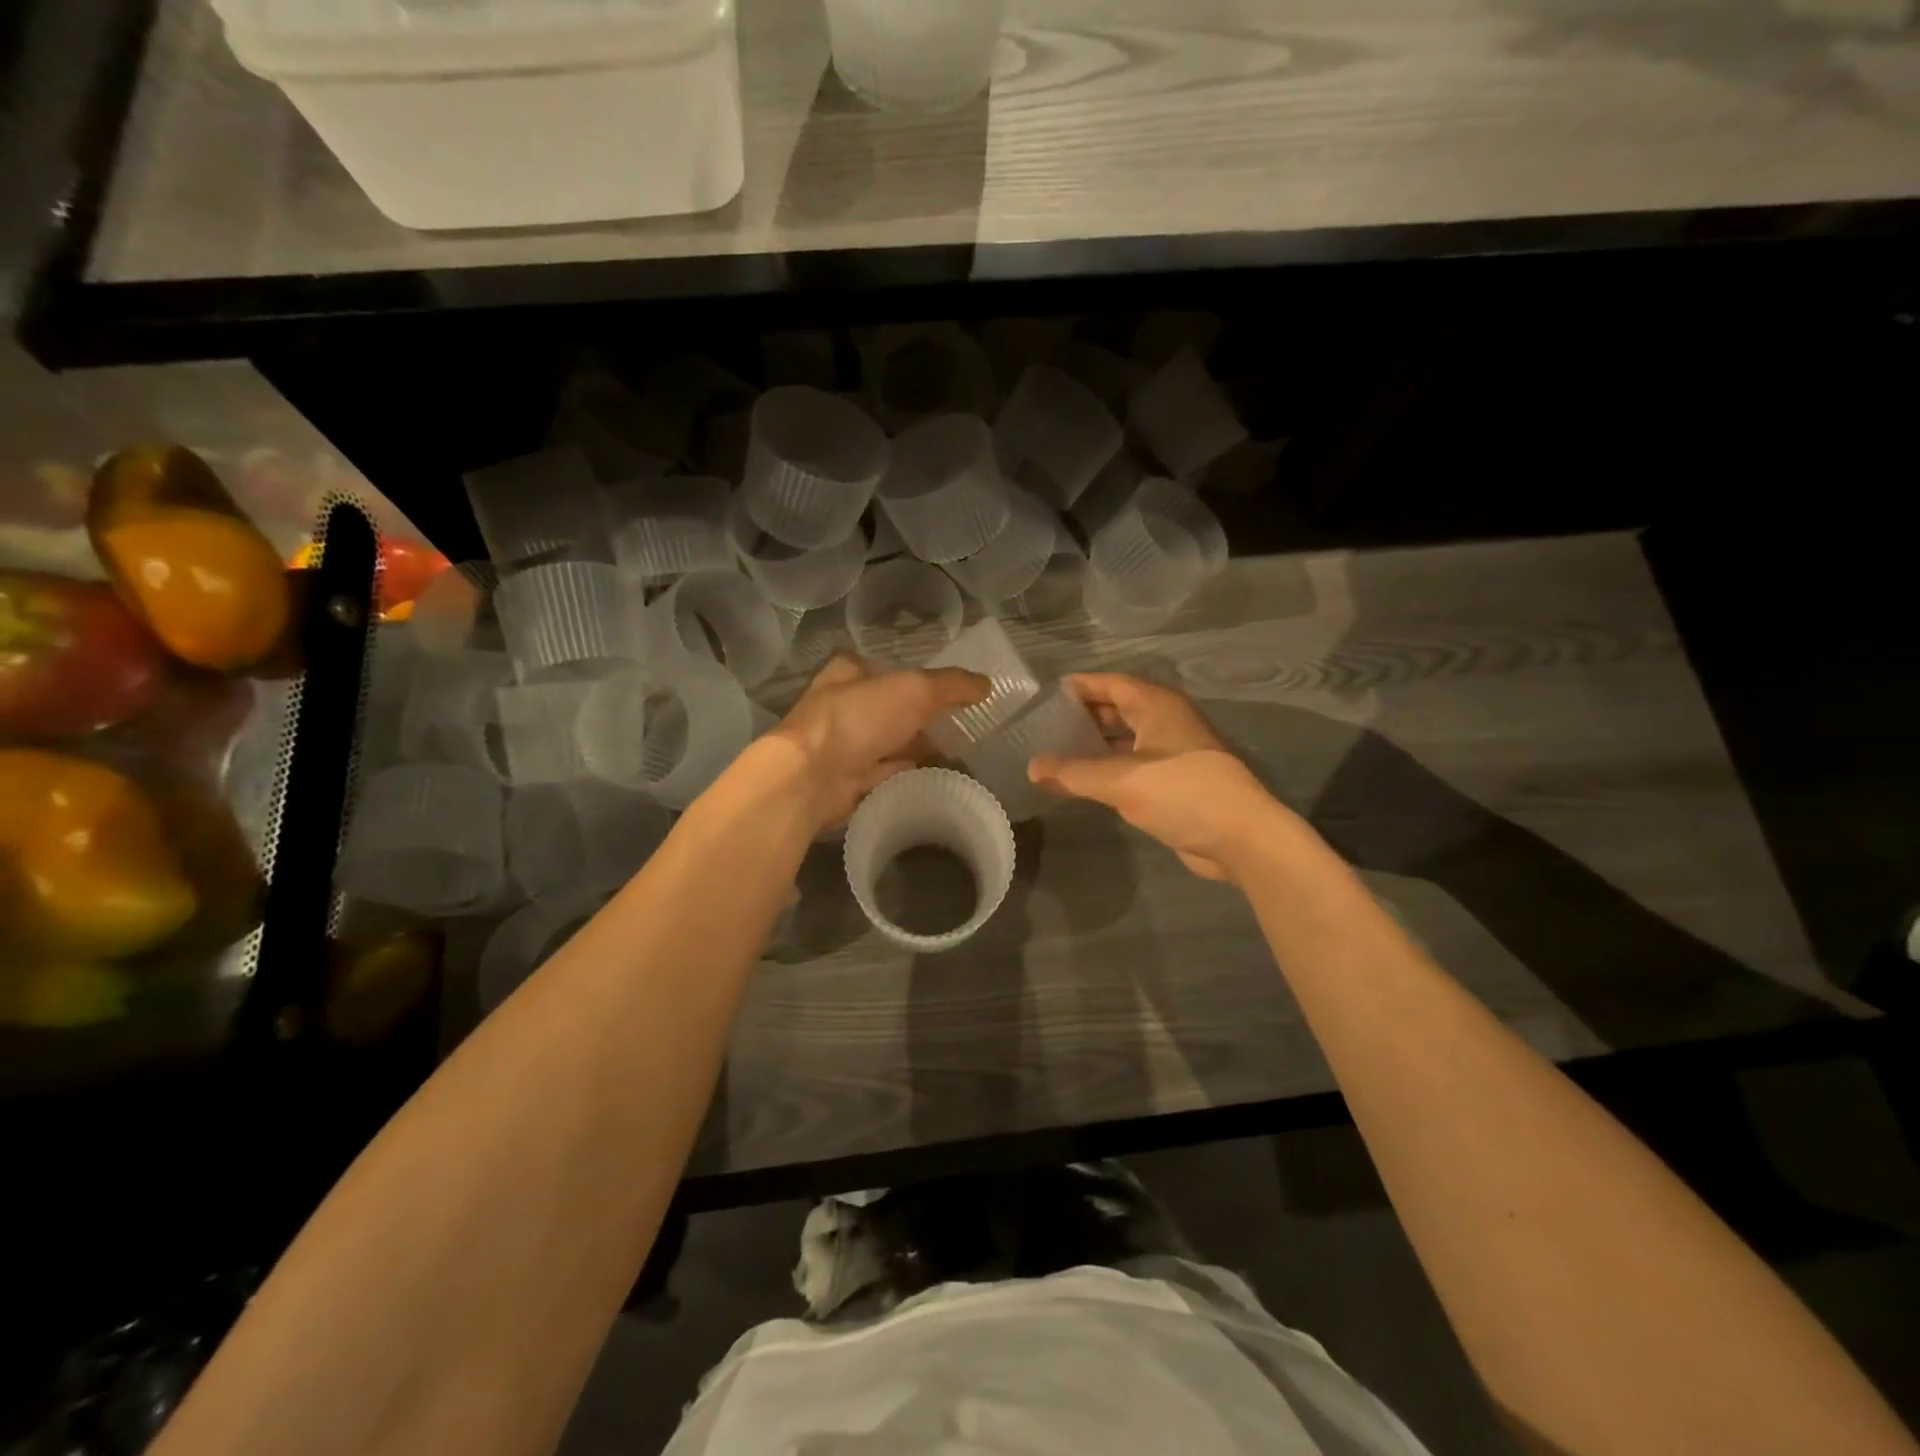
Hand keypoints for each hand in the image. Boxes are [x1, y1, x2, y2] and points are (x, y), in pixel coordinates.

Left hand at [769, 654, 989, 830]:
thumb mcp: (915, 690)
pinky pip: (886, 775)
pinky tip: (936, 781)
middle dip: (924, 719)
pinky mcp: (847, 781)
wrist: (812, 778)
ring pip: (890, 744)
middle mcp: (844, 706)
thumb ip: (953, 685)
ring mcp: (843, 746)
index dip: (922, 680)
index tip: (954, 695)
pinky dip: (909, 776)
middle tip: (964, 729)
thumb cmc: (860, 719)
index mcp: (851, 673)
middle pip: (893, 710)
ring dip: (918, 750)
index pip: (891, 671)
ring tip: (960, 757)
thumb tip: (988, 684)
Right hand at [1028, 673, 1295, 881]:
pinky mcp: (1176, 782)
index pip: (1110, 683)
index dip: (1079, 687)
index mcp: (1157, 705)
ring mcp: (1174, 752)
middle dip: (1084, 716)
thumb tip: (1032, 767)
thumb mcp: (1120, 780)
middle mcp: (1166, 721)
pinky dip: (1109, 769)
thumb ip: (1073, 773)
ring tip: (1057, 754)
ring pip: (1126, 739)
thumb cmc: (1182, 792)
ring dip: (1095, 745)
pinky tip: (1086, 783)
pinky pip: (1134, 766)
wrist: (1241, 837)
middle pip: (1118, 708)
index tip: (1045, 696)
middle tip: (1044, 727)